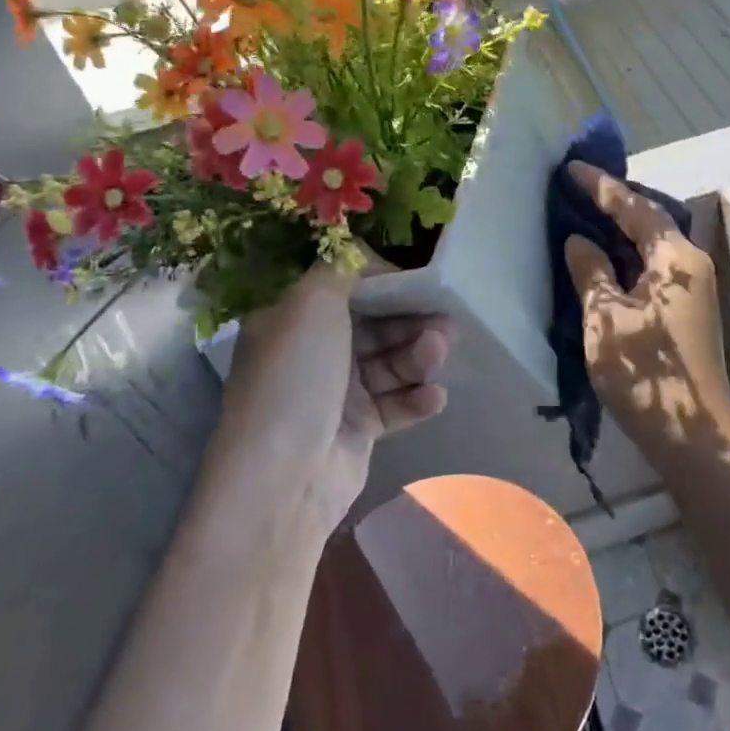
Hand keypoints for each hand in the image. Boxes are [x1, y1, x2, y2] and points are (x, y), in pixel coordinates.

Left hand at [219, 263, 453, 535]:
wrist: (284, 478)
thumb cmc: (296, 377)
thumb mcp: (311, 304)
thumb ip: (342, 268)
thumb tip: (365, 252)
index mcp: (292, 318)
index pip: (344, 288)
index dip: (382, 281)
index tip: (417, 278)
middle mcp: (312, 352)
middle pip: (373, 325)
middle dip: (410, 320)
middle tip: (445, 319)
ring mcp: (335, 392)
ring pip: (389, 362)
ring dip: (418, 356)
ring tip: (439, 353)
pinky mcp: (358, 428)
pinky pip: (395, 403)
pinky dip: (416, 398)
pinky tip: (434, 397)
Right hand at [562, 163, 729, 471]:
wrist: (695, 440)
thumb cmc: (646, 372)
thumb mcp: (605, 317)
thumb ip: (590, 271)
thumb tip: (579, 241)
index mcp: (675, 258)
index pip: (634, 208)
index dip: (601, 186)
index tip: (571, 167)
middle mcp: (691, 265)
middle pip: (648, 223)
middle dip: (613, 205)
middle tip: (576, 189)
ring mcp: (693, 291)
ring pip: (650, 249)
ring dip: (619, 234)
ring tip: (584, 217)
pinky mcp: (687, 314)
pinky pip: (652, 272)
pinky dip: (626, 261)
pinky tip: (603, 264)